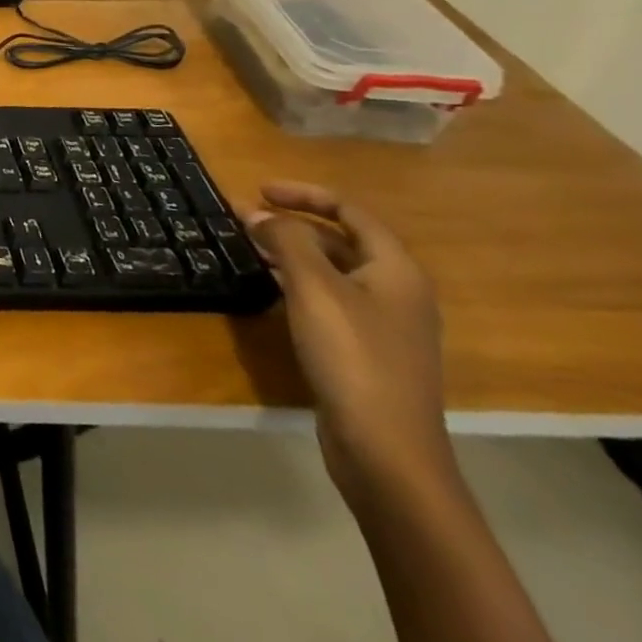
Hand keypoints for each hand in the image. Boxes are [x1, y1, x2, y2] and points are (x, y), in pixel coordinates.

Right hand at [239, 182, 455, 511]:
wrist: (386, 450)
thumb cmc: (354, 357)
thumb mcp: (314, 289)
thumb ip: (286, 241)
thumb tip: (257, 213)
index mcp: (396, 270)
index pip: (350, 212)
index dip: (304, 195)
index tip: (258, 191)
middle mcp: (397, 291)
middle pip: (342, 240)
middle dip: (292, 224)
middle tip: (244, 220)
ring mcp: (384, 325)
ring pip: (333, 271)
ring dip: (291, 253)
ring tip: (248, 248)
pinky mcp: (367, 351)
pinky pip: (330, 300)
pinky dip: (298, 284)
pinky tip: (269, 290)